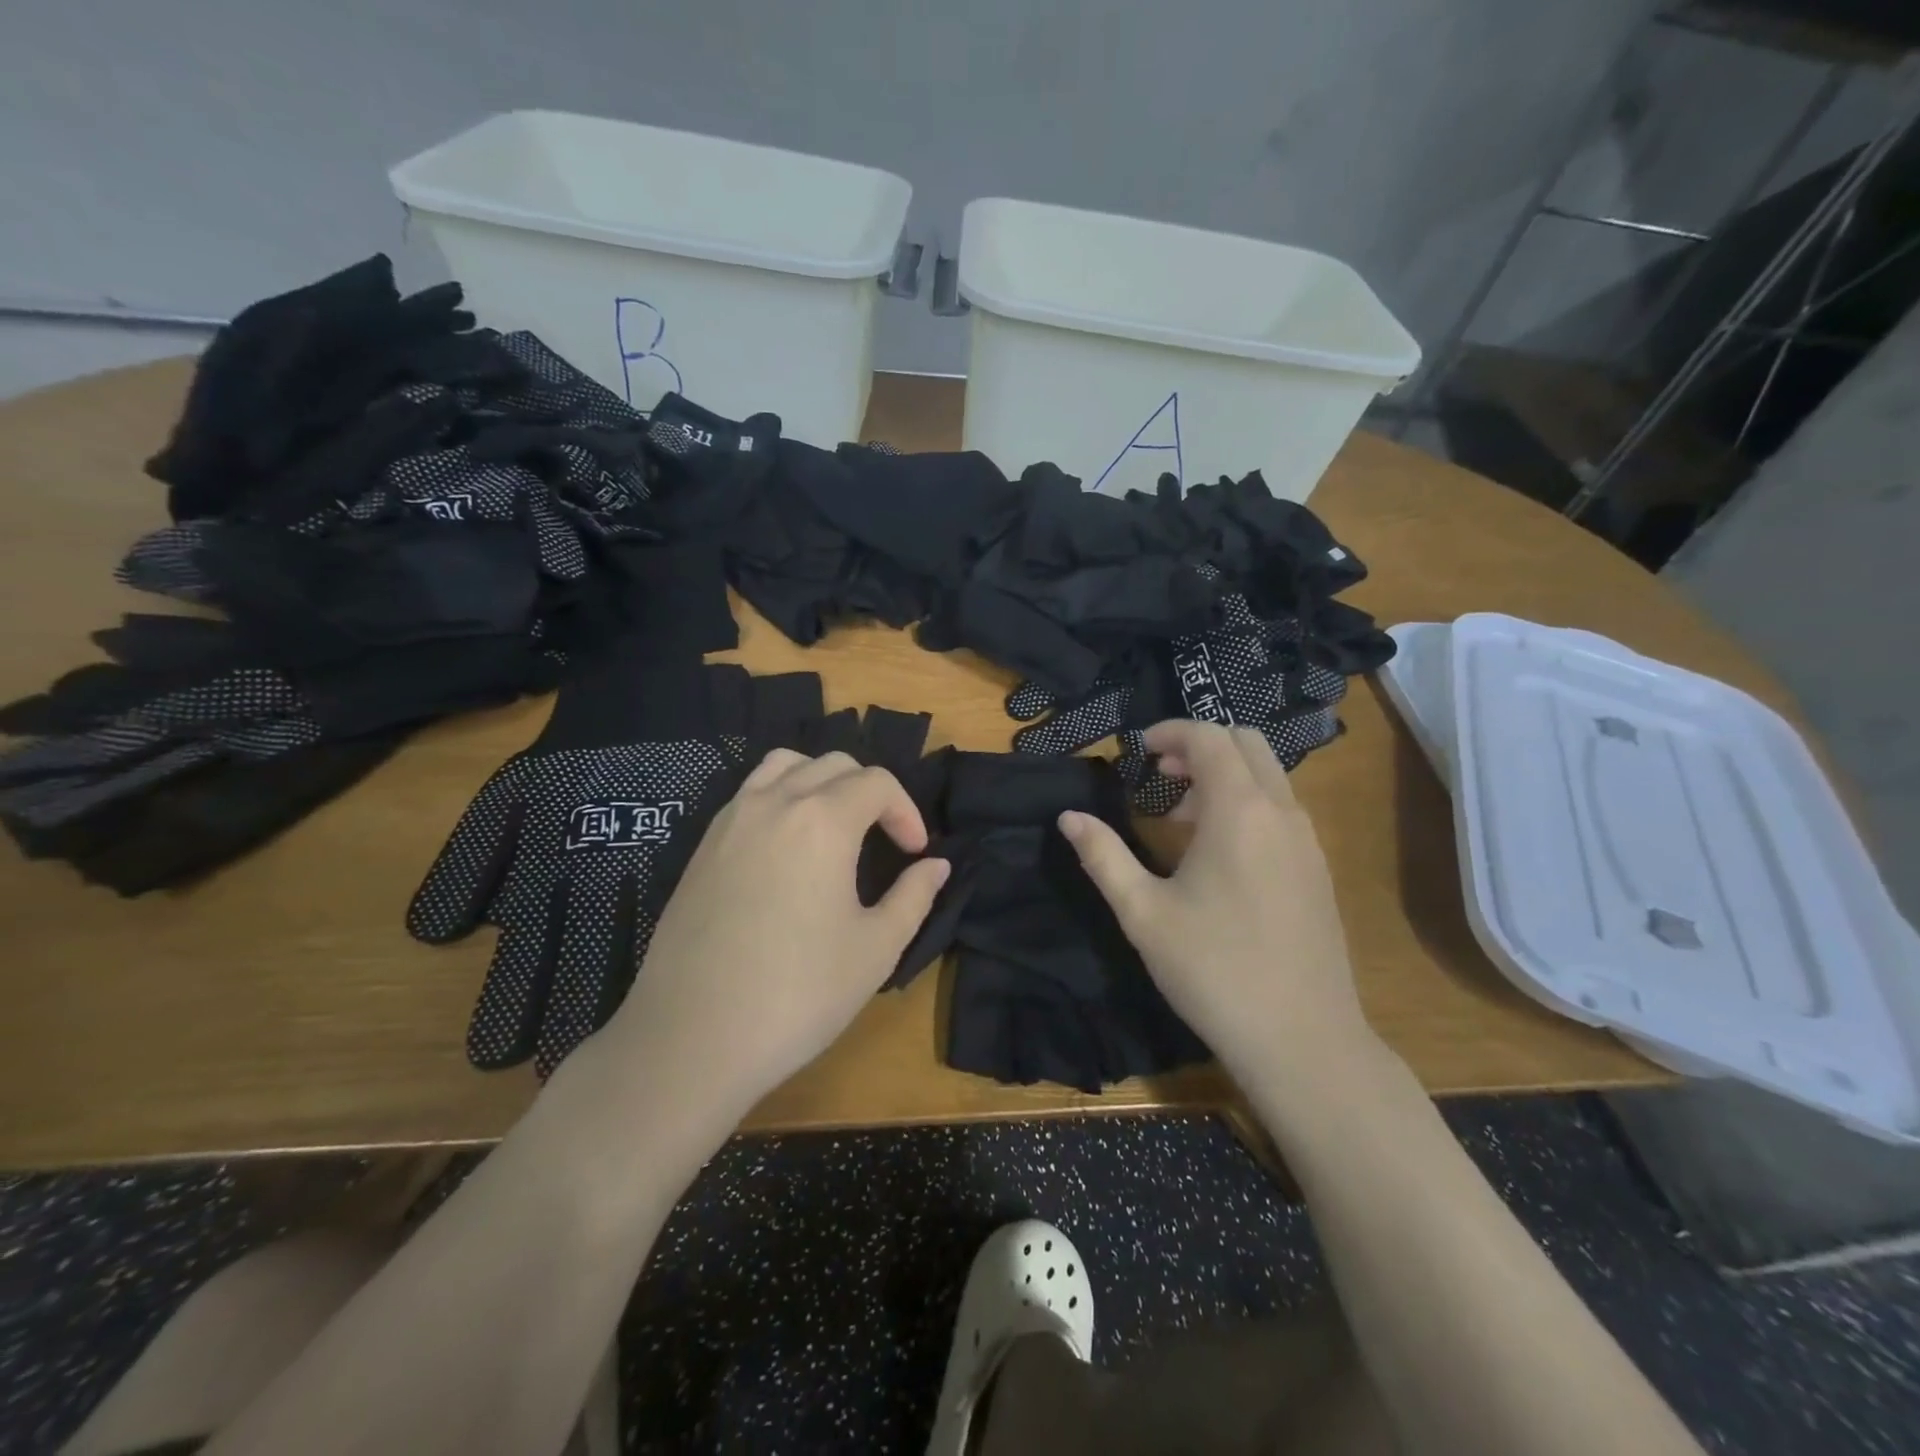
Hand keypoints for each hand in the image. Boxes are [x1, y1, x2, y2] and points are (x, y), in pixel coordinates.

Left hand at [604, 749, 950, 1120]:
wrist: (692, 1037)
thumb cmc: (798, 993)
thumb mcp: (876, 949)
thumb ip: (914, 896)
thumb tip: (936, 865)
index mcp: (822, 820)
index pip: (877, 782)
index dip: (906, 812)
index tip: (914, 854)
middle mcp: (775, 802)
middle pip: (834, 765)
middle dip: (870, 792)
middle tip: (883, 839)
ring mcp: (731, 819)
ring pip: (785, 765)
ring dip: (821, 781)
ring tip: (834, 825)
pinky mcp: (703, 844)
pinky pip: (750, 793)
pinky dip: (780, 796)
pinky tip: (786, 847)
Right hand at [1058, 721, 1384, 1101]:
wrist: (1302, 1039)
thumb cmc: (1212, 968)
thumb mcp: (1143, 912)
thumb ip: (1103, 856)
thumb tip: (1069, 817)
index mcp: (1239, 810)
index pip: (1208, 737)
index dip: (1169, 732)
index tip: (1136, 752)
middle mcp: (1281, 812)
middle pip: (1246, 743)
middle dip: (1200, 746)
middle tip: (1159, 775)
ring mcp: (1307, 841)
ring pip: (1268, 776)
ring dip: (1224, 776)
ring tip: (1180, 820)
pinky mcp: (1318, 869)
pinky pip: (1281, 809)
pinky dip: (1247, 804)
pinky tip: (1218, 856)